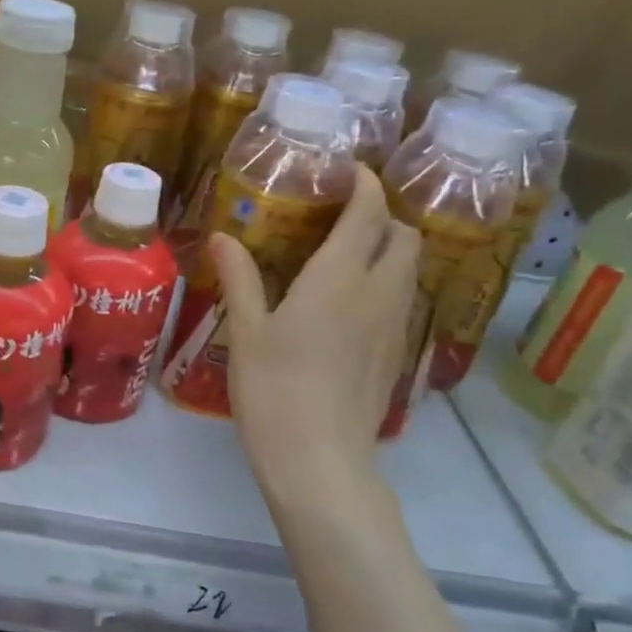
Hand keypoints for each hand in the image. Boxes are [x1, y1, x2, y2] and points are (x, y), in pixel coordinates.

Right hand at [211, 166, 418, 526]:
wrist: (319, 460)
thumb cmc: (273, 390)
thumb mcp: (246, 332)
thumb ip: (240, 278)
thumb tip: (222, 237)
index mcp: (339, 279)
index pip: (369, 212)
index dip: (364, 183)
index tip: (346, 170)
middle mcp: (378, 294)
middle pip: (405, 236)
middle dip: (383, 215)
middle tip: (342, 217)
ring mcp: (394, 326)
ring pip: (408, 270)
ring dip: (388, 250)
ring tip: (346, 256)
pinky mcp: (396, 355)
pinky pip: (401, 300)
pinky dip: (385, 284)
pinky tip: (349, 305)